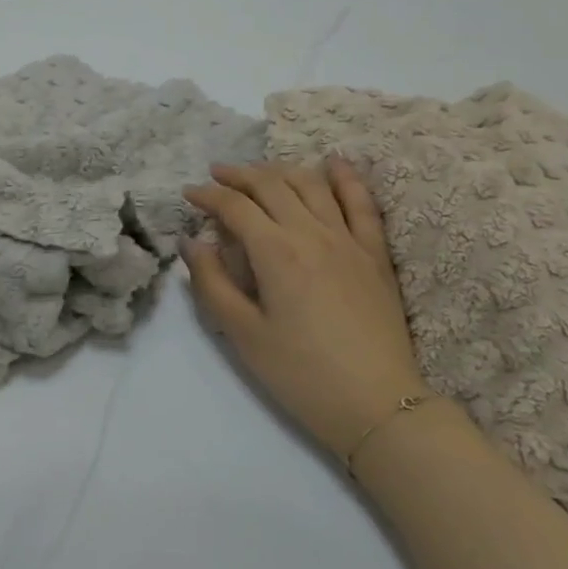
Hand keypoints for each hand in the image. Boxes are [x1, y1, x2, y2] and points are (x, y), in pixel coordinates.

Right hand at [181, 160, 426, 459]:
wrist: (378, 405)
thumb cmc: (300, 374)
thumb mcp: (242, 334)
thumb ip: (212, 282)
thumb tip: (192, 242)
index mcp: (276, 253)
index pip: (235, 207)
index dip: (208, 195)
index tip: (188, 194)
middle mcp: (312, 234)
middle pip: (271, 185)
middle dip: (239, 174)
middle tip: (216, 174)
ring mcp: (349, 240)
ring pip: (312, 185)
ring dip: (281, 170)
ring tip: (260, 170)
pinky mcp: (374, 254)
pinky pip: (362, 203)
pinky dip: (346, 178)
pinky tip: (334, 162)